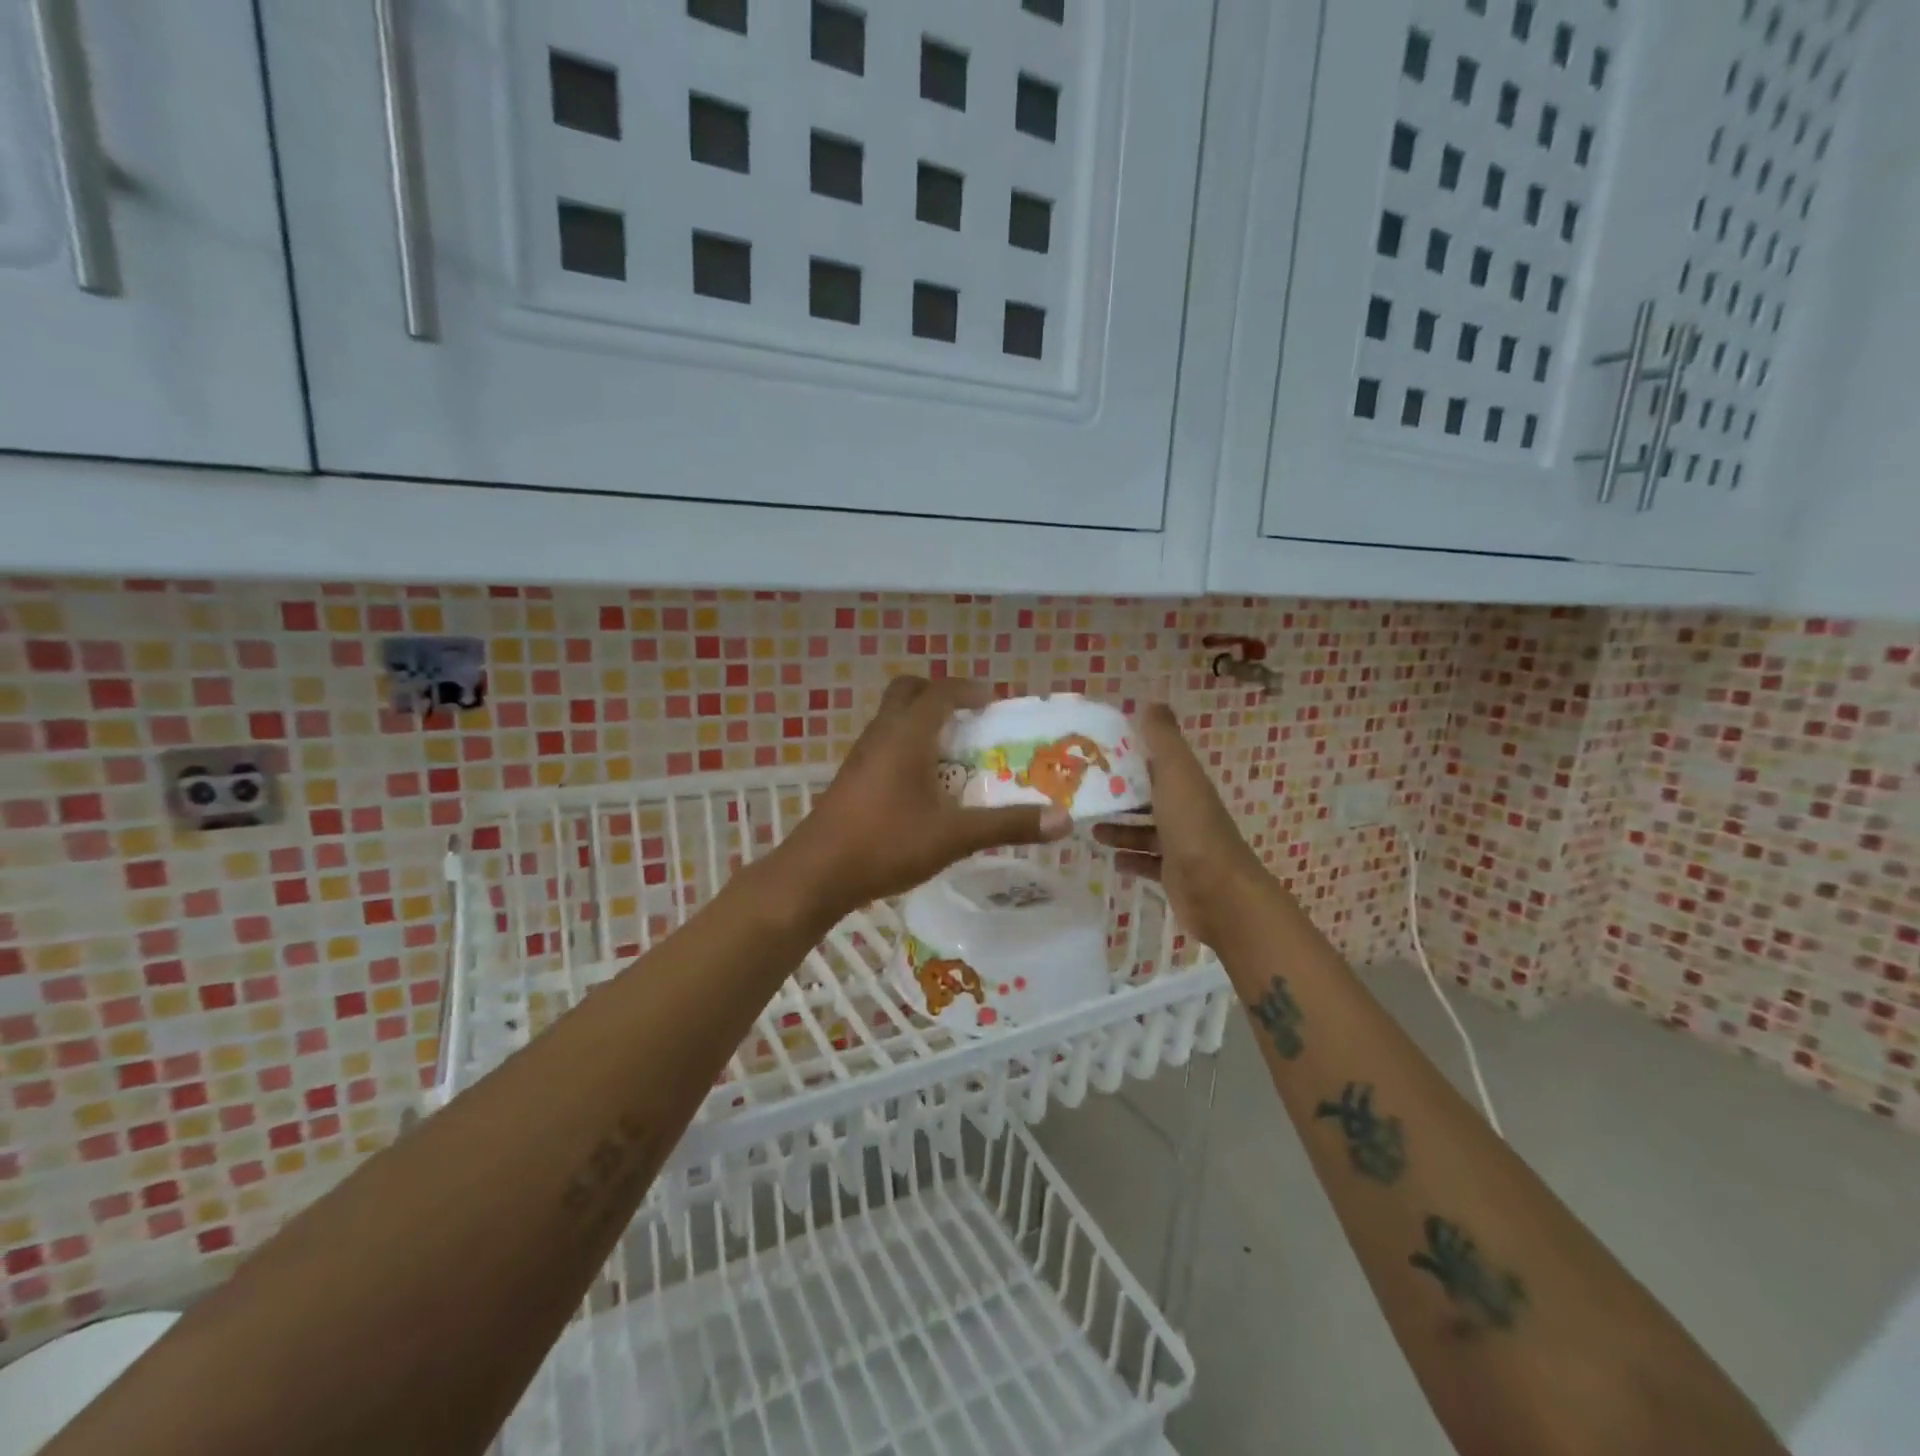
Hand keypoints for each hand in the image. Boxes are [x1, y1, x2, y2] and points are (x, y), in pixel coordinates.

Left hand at [768, 676, 1073, 925]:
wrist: (816, 873)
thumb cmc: (886, 844)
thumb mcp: (954, 836)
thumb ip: (1007, 826)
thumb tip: (1062, 820)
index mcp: (906, 735)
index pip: (940, 692)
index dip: (968, 690)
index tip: (993, 701)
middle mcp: (881, 734)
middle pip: (908, 693)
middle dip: (939, 696)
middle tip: (969, 719)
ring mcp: (861, 756)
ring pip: (893, 719)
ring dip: (923, 723)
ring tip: (954, 753)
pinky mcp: (852, 778)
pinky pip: (884, 743)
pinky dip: (907, 746)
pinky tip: (924, 785)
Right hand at [1092, 703, 1266, 947]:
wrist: (1220, 893)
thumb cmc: (1193, 828)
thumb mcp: (1176, 774)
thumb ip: (1163, 740)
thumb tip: (1151, 702)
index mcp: (1186, 784)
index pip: (1155, 762)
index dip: (1128, 755)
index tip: (1094, 753)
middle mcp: (1186, 811)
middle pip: (1149, 797)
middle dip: (1119, 795)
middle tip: (1082, 794)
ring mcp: (1182, 845)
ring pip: (1146, 831)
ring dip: (1120, 828)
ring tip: (1090, 828)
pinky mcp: (1175, 876)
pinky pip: (1148, 863)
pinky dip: (1130, 859)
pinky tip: (1112, 860)